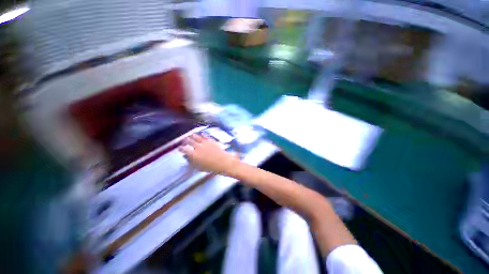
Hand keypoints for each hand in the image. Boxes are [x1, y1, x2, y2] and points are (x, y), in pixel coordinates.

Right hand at [179, 133, 238, 173]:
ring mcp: (204, 142)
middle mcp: (197, 147)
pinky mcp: (210, 140)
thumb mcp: (199, 167)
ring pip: (196, 136)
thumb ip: (191, 161)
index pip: (183, 149)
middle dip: (185, 141)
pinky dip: (202, 134)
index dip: (180, 148)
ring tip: (190, 135)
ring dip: (192, 136)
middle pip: (188, 141)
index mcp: (193, 154)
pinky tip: (201, 134)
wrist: (223, 162)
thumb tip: (186, 156)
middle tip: (184, 141)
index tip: (180, 148)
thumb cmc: (210, 167)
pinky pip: (205, 135)